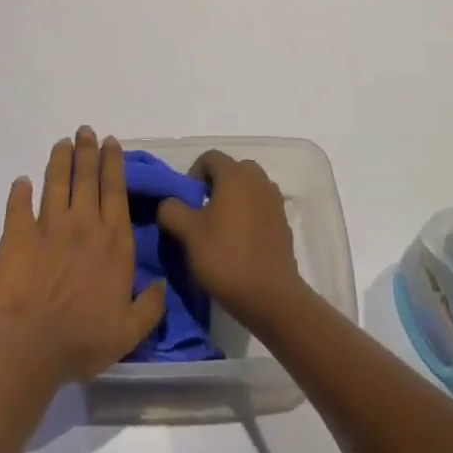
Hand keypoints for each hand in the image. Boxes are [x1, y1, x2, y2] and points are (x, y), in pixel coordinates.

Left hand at [0, 127, 166, 387]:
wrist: (29, 346)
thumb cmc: (83, 340)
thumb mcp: (130, 331)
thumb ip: (150, 306)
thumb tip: (162, 285)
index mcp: (113, 242)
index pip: (115, 191)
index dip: (113, 164)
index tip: (111, 142)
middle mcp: (83, 225)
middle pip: (87, 178)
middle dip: (88, 151)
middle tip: (86, 131)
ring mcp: (48, 227)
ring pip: (56, 182)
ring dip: (60, 160)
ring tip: (62, 143)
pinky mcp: (17, 236)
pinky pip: (19, 206)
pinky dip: (20, 191)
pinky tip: (22, 182)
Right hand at [155, 150, 305, 326]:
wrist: (270, 295)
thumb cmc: (225, 257)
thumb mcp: (187, 233)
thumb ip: (171, 209)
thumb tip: (169, 203)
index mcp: (236, 175)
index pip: (210, 157)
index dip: (192, 174)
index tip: (185, 201)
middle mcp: (259, 180)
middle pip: (232, 170)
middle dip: (214, 185)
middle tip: (200, 212)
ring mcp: (275, 201)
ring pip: (248, 189)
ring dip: (232, 200)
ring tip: (218, 228)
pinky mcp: (284, 223)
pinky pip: (260, 208)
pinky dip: (247, 215)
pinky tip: (237, 242)